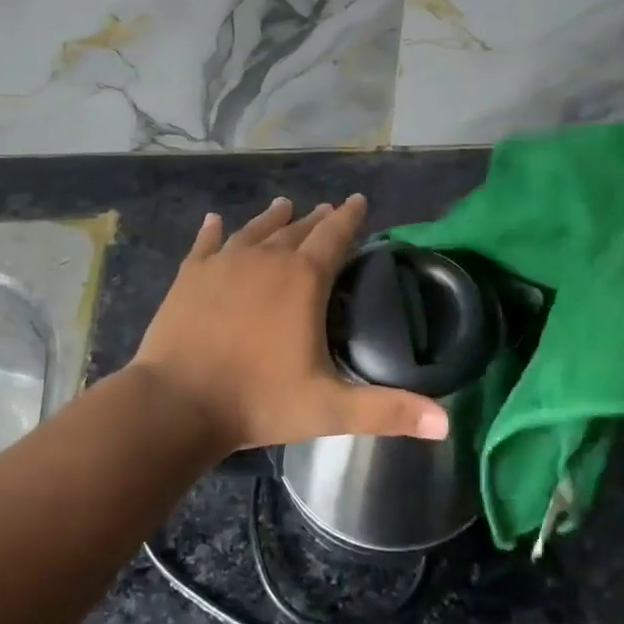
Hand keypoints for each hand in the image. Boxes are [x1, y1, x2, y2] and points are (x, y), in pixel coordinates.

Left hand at [133, 194, 449, 449]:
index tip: (358, 200)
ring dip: (273, 218)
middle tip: (328, 209)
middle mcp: (265, 259)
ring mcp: (223, 264)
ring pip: (254, 230)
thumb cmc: (257, 402)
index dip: (350, 217)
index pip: (334, 236)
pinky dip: (213, 231)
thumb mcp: (329, 409)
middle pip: (296, 229)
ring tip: (284, 204)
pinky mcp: (190, 276)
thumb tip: (447, 423)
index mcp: (302, 280)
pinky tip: (215, 220)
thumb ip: (387, 411)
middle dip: (316, 219)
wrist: (176, 403)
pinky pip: (206, 244)